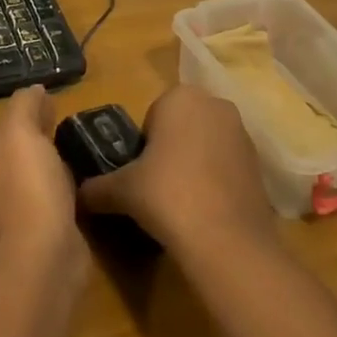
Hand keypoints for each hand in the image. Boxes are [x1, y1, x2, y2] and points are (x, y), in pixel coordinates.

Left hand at [0, 85, 84, 271]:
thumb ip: (24, 104)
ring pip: (38, 168)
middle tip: (75, 122)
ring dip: (57, 159)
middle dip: (43, 132)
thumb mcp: (20, 130)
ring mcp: (15, 203)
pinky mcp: (39, 224)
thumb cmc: (27, 185)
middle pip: (21, 143)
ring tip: (84, 147)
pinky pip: (54, 193)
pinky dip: (67, 184)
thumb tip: (35, 89)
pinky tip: (85, 180)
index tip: (59, 101)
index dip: (31, 107)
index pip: (7, 118)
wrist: (40, 255)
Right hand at [80, 85, 275, 253]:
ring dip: (193, 165)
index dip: (143, 145)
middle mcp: (216, 104)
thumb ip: (97, 188)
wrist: (226, 239)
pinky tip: (205, 210)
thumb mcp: (122, 190)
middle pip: (181, 126)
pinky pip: (226, 165)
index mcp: (181, 97)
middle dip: (169, 151)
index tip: (140, 173)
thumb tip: (77, 197)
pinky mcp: (259, 163)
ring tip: (181, 202)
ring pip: (206, 144)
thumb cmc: (168, 195)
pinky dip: (215, 181)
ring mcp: (242, 133)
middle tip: (156, 187)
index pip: (152, 115)